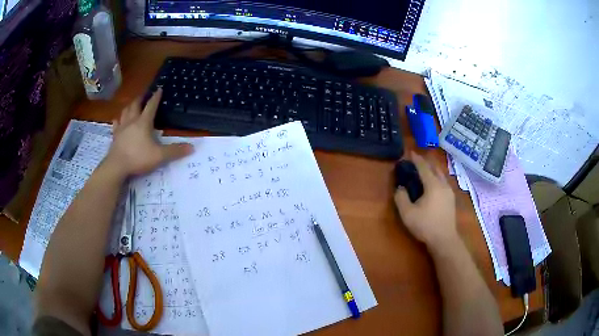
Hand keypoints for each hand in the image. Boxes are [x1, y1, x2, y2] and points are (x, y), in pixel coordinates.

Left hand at [104, 89, 192, 176]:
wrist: (117, 166)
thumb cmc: (138, 158)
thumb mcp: (159, 156)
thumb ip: (174, 151)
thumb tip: (192, 148)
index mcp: (144, 122)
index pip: (151, 105)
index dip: (156, 97)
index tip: (159, 88)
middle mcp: (132, 121)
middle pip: (136, 105)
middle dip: (141, 98)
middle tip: (144, 95)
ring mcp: (121, 128)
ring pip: (125, 111)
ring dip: (129, 106)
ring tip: (132, 105)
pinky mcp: (115, 136)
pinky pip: (116, 124)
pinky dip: (118, 119)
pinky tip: (118, 120)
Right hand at [394, 152, 458, 250]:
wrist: (444, 239)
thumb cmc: (425, 226)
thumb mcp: (407, 214)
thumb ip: (401, 198)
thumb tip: (400, 188)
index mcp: (433, 185)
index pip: (424, 168)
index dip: (416, 159)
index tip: (410, 153)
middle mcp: (443, 185)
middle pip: (435, 168)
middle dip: (426, 162)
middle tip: (417, 161)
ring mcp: (449, 192)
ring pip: (441, 175)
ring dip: (432, 170)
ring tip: (425, 171)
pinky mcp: (451, 199)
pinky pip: (444, 182)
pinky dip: (437, 178)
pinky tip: (433, 185)